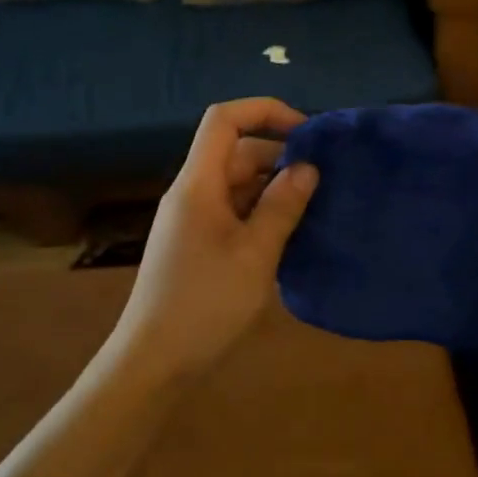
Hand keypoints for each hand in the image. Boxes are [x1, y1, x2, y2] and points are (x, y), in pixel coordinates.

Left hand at [104, 99, 319, 382]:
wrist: (153, 365)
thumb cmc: (205, 305)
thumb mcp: (255, 255)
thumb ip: (282, 206)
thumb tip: (307, 167)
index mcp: (198, 183)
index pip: (224, 119)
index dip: (264, 111)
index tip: (306, 132)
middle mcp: (192, 192)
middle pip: (236, 151)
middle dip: (279, 155)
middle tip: (324, 177)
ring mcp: (192, 219)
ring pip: (237, 183)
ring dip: (273, 187)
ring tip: (316, 204)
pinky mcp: (197, 243)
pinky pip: (233, 210)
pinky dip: (261, 211)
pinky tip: (290, 232)